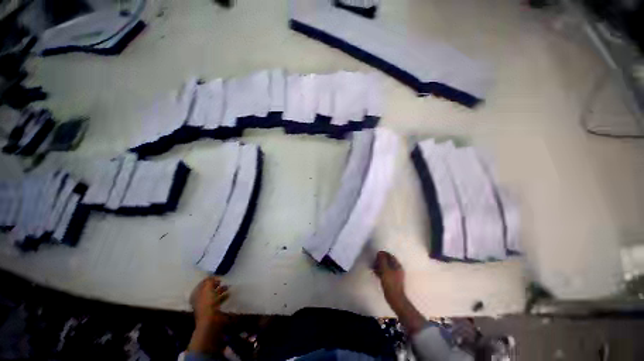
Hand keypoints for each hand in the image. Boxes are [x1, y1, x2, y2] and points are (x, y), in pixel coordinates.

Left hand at [188, 277, 229, 354]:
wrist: (211, 321)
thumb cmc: (208, 303)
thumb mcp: (208, 288)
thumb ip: (210, 281)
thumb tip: (212, 277)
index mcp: (196, 294)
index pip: (202, 283)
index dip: (209, 279)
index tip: (217, 276)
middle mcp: (199, 299)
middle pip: (208, 289)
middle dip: (215, 285)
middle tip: (222, 281)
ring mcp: (206, 305)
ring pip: (214, 295)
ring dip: (221, 290)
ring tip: (228, 286)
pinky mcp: (213, 310)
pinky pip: (218, 300)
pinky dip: (223, 297)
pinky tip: (229, 294)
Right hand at [374, 251, 426, 335]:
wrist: (395, 299)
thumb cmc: (390, 283)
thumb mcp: (385, 270)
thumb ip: (382, 260)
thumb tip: (380, 253)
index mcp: (397, 265)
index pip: (389, 255)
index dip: (382, 254)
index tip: (375, 256)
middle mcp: (397, 269)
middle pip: (387, 261)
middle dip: (380, 260)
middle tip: (373, 262)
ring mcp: (395, 275)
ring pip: (386, 267)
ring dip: (379, 266)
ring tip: (372, 267)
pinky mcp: (392, 280)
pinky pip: (385, 273)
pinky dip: (380, 271)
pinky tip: (375, 273)